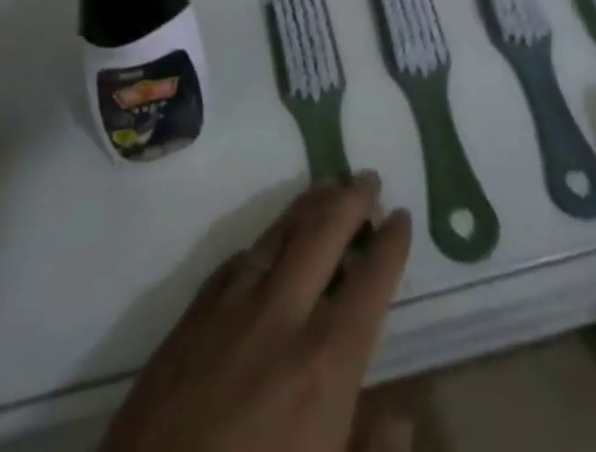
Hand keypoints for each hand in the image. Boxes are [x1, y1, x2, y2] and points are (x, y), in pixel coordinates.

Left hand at [104, 174, 414, 451]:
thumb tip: (400, 415)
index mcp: (326, 363)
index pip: (372, 280)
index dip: (392, 243)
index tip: (402, 217)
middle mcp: (284, 316)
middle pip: (326, 231)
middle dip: (353, 199)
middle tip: (369, 179)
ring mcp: (233, 307)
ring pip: (281, 231)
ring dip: (311, 203)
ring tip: (329, 186)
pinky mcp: (193, 313)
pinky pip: (239, 257)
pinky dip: (265, 238)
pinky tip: (271, 238)